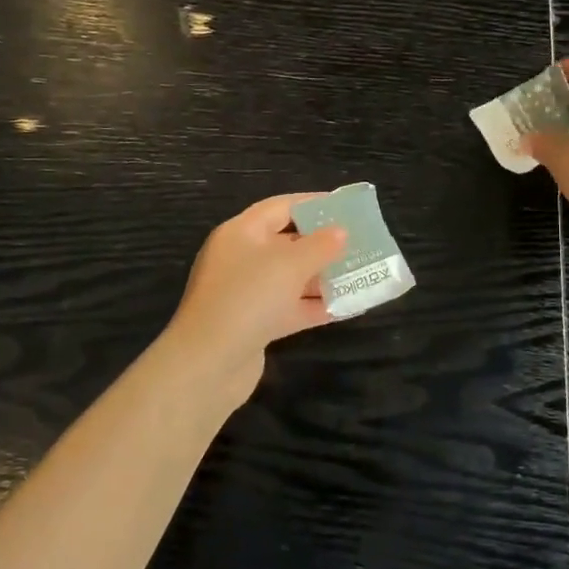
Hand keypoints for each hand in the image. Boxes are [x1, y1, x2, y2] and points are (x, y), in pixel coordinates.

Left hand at [157, 194, 347, 409]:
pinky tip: (345, 307)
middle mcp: (240, 258)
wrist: (208, 364)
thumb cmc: (248, 298)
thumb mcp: (289, 264)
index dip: (313, 204)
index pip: (280, 207)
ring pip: (290, 277)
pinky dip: (313, 305)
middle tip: (359, 243)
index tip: (346, 207)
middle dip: (322, 244)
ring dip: (322, 276)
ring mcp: (245, 293)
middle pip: (286, 242)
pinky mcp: (253, 324)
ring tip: (359, 274)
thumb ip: (320, 246)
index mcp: (241, 232)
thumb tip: (340, 232)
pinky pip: (289, 307)